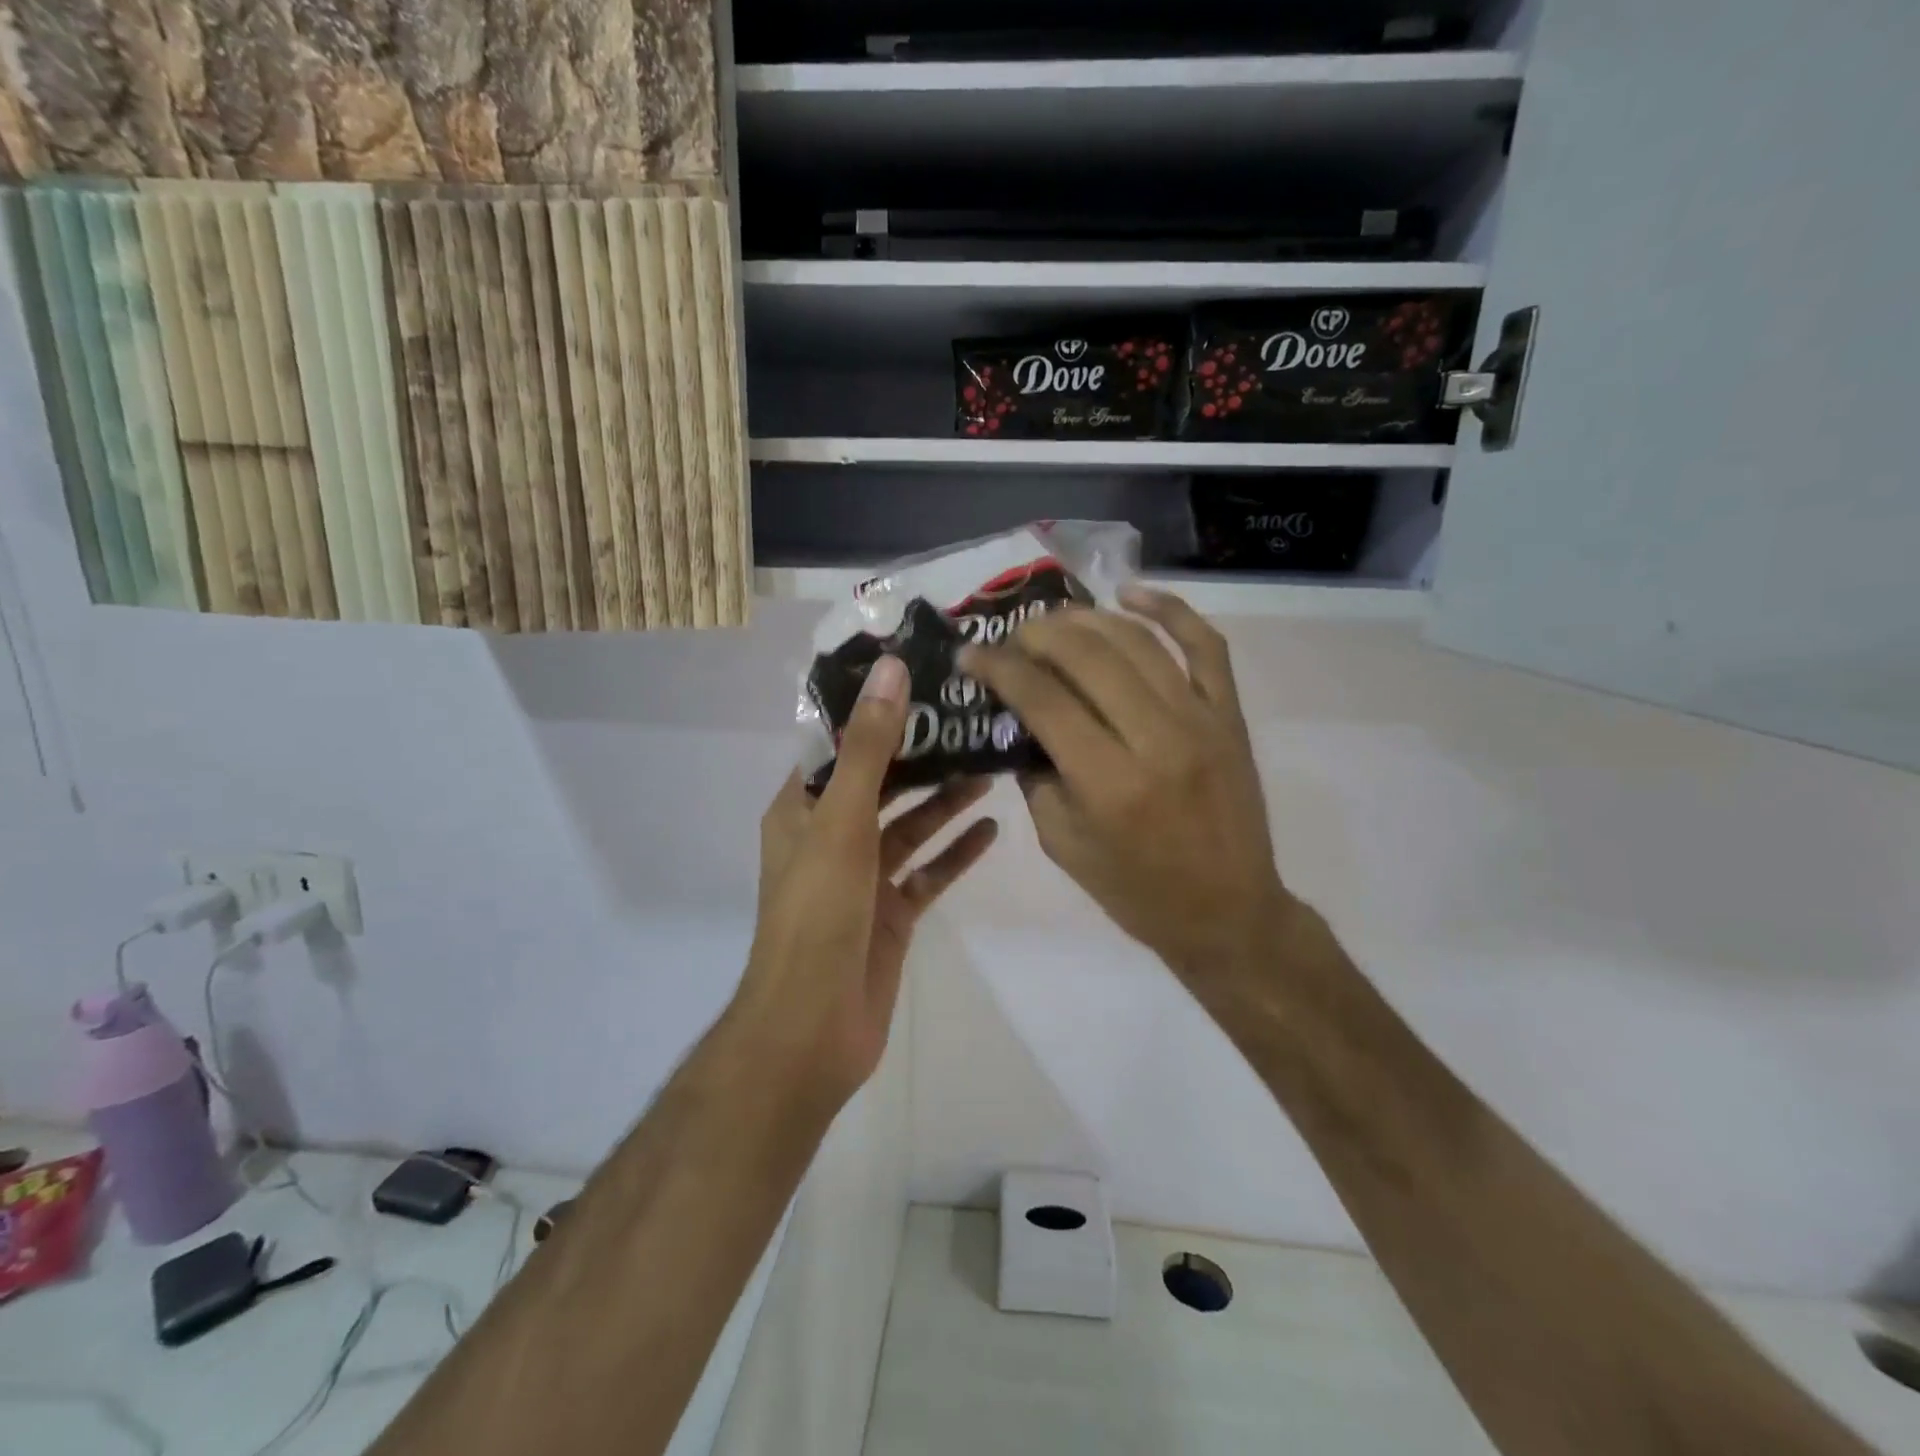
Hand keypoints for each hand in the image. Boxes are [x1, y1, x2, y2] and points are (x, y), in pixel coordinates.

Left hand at [737, 656, 998, 1107]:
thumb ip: (870, 748)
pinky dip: (955, 851)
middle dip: (922, 756)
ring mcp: (862, 878)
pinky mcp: (891, 914)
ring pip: (909, 827)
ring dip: (944, 801)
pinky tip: (991, 830)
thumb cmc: (817, 914)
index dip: (877, 712)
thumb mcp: (842, 821)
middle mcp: (829, 836)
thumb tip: (891, 671)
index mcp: (801, 809)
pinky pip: (927, 872)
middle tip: (971, 722)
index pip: (841, 745)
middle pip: (881, 783)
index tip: (924, 680)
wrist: (813, 1028)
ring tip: (989, 769)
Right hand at [960, 588, 1292, 984]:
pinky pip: (1206, 645)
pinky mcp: (1230, 715)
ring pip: (1137, 641)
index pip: (1044, 699)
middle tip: (1011, 638)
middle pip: (1088, 655)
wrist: (1229, 913)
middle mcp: (1157, 739)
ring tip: (1053, 621)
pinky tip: (1130, 592)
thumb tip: (1020, 719)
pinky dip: (1169, 608)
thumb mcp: (1063, 846)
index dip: (999, 667)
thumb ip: (1036, 777)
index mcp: (1109, 783)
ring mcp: (1201, 720)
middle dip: (1037, 634)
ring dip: (1086, 619)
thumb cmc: (1136, 891)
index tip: (971, 654)